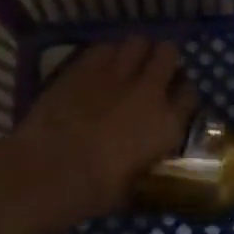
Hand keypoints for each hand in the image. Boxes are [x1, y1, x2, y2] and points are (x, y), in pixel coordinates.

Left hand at [14, 38, 197, 221]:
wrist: (45, 173)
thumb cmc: (90, 192)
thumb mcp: (131, 187)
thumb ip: (145, 162)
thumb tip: (145, 158)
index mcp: (166, 125)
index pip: (188, 94)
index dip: (180, 94)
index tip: (171, 99)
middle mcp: (149, 91)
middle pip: (168, 54)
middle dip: (162, 60)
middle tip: (150, 73)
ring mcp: (117, 73)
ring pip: (138, 42)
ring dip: (135, 52)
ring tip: (125, 65)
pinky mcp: (86, 65)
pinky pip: (105, 47)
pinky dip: (106, 54)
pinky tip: (98, 68)